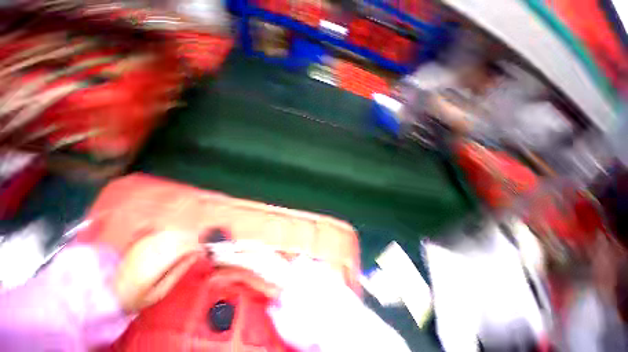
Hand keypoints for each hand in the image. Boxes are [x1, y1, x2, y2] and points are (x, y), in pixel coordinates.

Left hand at [112, 230, 201, 311]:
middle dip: (194, 239)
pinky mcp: (139, 240)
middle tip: (200, 246)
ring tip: (192, 242)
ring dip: (185, 235)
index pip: (184, 248)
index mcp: (156, 265)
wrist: (105, 292)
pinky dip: (173, 232)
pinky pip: (161, 231)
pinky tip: (177, 235)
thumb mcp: (159, 292)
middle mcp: (151, 250)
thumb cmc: (135, 297)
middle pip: (180, 237)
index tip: (204, 251)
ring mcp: (144, 243)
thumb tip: (196, 255)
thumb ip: (178, 272)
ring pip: (172, 232)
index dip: (197, 247)